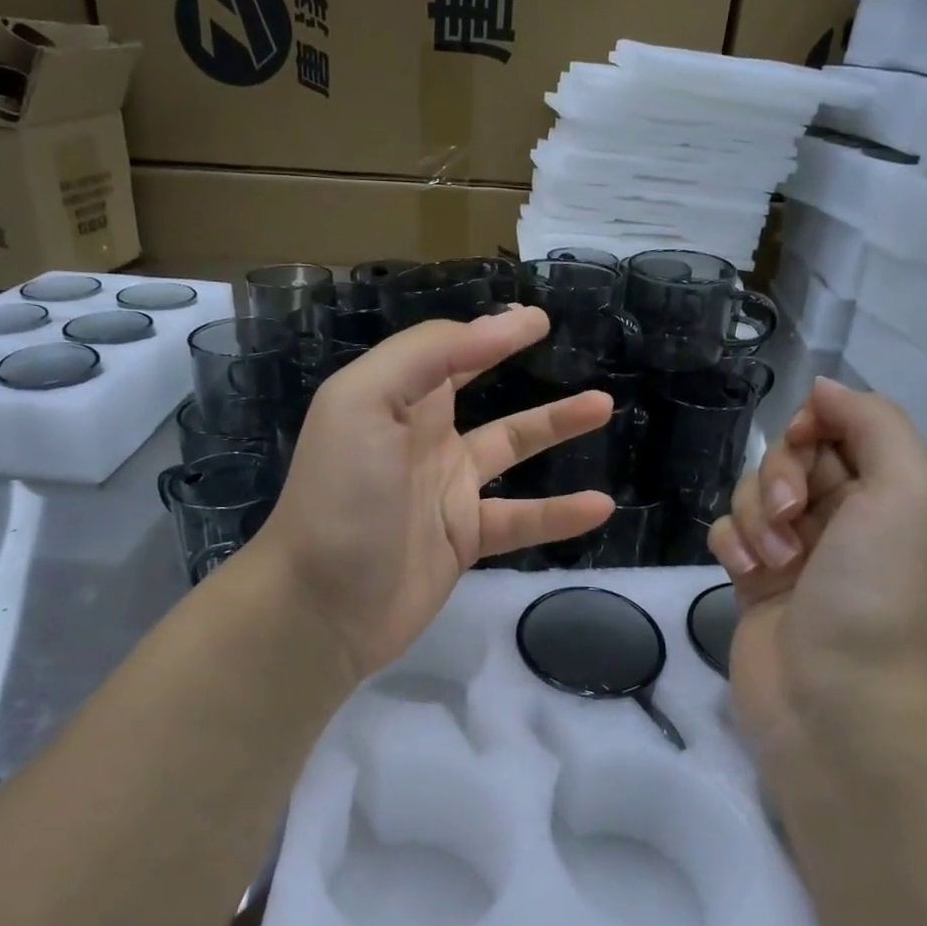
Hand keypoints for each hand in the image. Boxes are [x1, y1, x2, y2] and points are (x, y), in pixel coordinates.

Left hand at [256, 307, 615, 682]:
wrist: (321, 605)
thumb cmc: (342, 494)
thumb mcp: (365, 402)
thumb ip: (426, 355)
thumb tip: (495, 325)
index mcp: (395, 400)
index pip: (448, 351)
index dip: (490, 331)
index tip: (538, 320)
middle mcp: (422, 438)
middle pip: (483, 392)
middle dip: (520, 366)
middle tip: (574, 352)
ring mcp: (446, 491)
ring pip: (512, 449)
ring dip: (556, 426)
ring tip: (605, 407)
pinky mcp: (464, 539)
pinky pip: (521, 518)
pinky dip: (560, 513)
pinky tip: (600, 506)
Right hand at [707, 377, 926, 751]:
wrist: (835, 697)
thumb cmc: (876, 589)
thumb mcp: (906, 490)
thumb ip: (873, 422)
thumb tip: (822, 387)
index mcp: (886, 491)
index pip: (837, 425)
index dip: (812, 427)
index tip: (805, 447)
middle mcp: (842, 514)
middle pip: (787, 456)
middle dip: (780, 478)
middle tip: (794, 518)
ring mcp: (794, 548)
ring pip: (750, 492)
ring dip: (755, 517)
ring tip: (775, 561)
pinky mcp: (753, 577)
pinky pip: (726, 532)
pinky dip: (732, 545)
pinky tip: (746, 575)